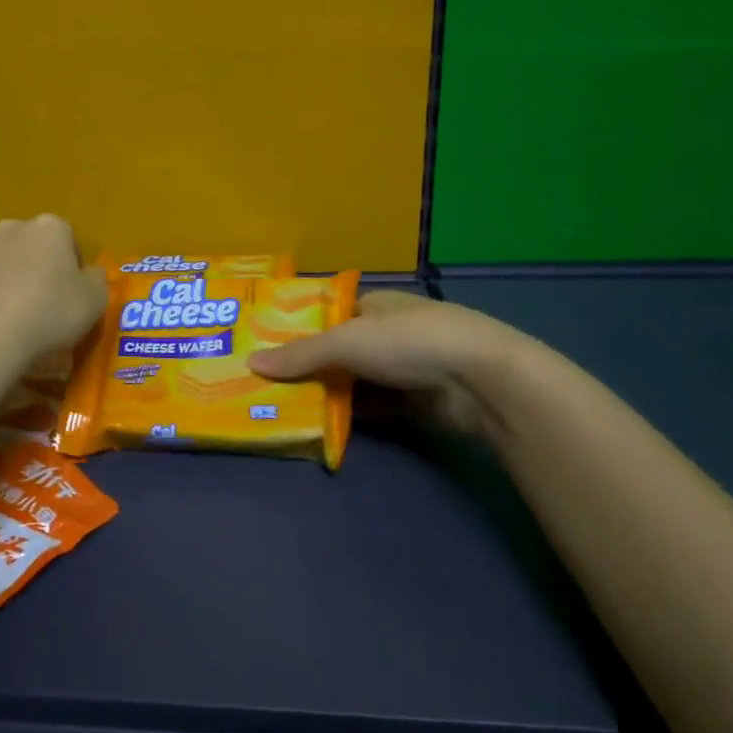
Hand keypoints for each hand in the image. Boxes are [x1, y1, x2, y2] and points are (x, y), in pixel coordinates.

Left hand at [0, 215, 107, 363]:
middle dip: (38, 266)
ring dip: (9, 278)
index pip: (68, 238)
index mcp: (49, 228)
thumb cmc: (50, 313)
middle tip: (46, 303)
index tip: (74, 294)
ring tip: (16, 315)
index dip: (73, 266)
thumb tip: (90, 273)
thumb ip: (96, 279)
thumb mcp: (95, 300)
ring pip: (1, 261)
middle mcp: (11, 228)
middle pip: (32, 245)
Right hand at [248, 289, 529, 438]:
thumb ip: (301, 355)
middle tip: (267, 387)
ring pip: (354, 382)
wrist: (480, 380)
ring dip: (327, 395)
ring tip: (284, 409)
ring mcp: (404, 368)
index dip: (297, 331)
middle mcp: (388, 333)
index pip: (328, 316)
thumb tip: (252, 364)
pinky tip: (322, 427)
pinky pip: (373, 408)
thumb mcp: (347, 342)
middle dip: (308, 368)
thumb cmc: (409, 342)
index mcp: (374, 305)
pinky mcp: (415, 402)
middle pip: (338, 352)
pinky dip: (351, 415)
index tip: (264, 350)